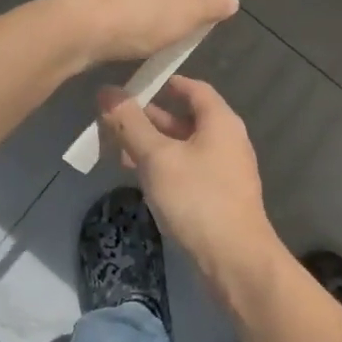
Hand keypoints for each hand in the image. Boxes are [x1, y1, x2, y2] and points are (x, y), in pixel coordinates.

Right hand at [98, 76, 286, 299]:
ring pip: (184, 147)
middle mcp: (227, 140)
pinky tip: (140, 178)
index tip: (137, 82)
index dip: (166, 82)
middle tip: (115, 119)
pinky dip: (164, 167)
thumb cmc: (197, 199)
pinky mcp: (219, 196)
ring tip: (117, 149)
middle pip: (186, 118)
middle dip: (150, 118)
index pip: (194, 88)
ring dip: (153, 145)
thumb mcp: (157, 158)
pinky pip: (188, 170)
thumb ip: (130, 124)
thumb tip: (107, 91)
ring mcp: (225, 170)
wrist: (235, 260)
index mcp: (220, 121)